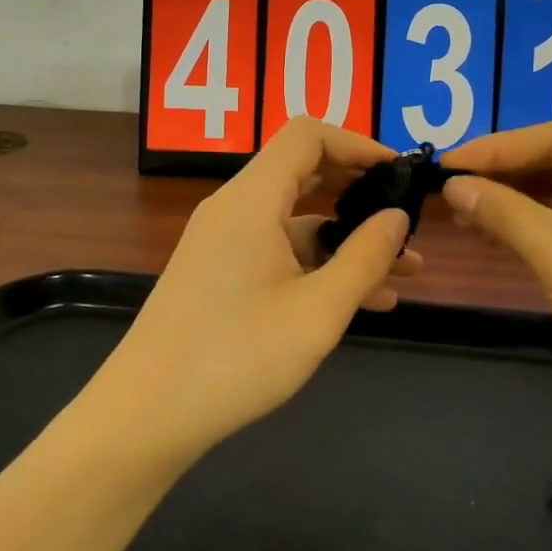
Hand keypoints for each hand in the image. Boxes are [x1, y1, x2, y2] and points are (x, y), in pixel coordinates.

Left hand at [95, 118, 419, 461]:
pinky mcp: (217, 271)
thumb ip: (365, 258)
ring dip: (346, 238)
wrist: (146, 415)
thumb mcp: (318, 311)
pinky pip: (277, 249)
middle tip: (405, 218)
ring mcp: (222, 241)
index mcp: (252, 200)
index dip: (357, 143)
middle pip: (303, 172)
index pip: (307, 135)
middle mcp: (233, 208)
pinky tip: (360, 299)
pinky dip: (317, 263)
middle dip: (359, 192)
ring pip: (295, 219)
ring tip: (404, 271)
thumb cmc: (236, 358)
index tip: (399, 173)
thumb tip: (397, 216)